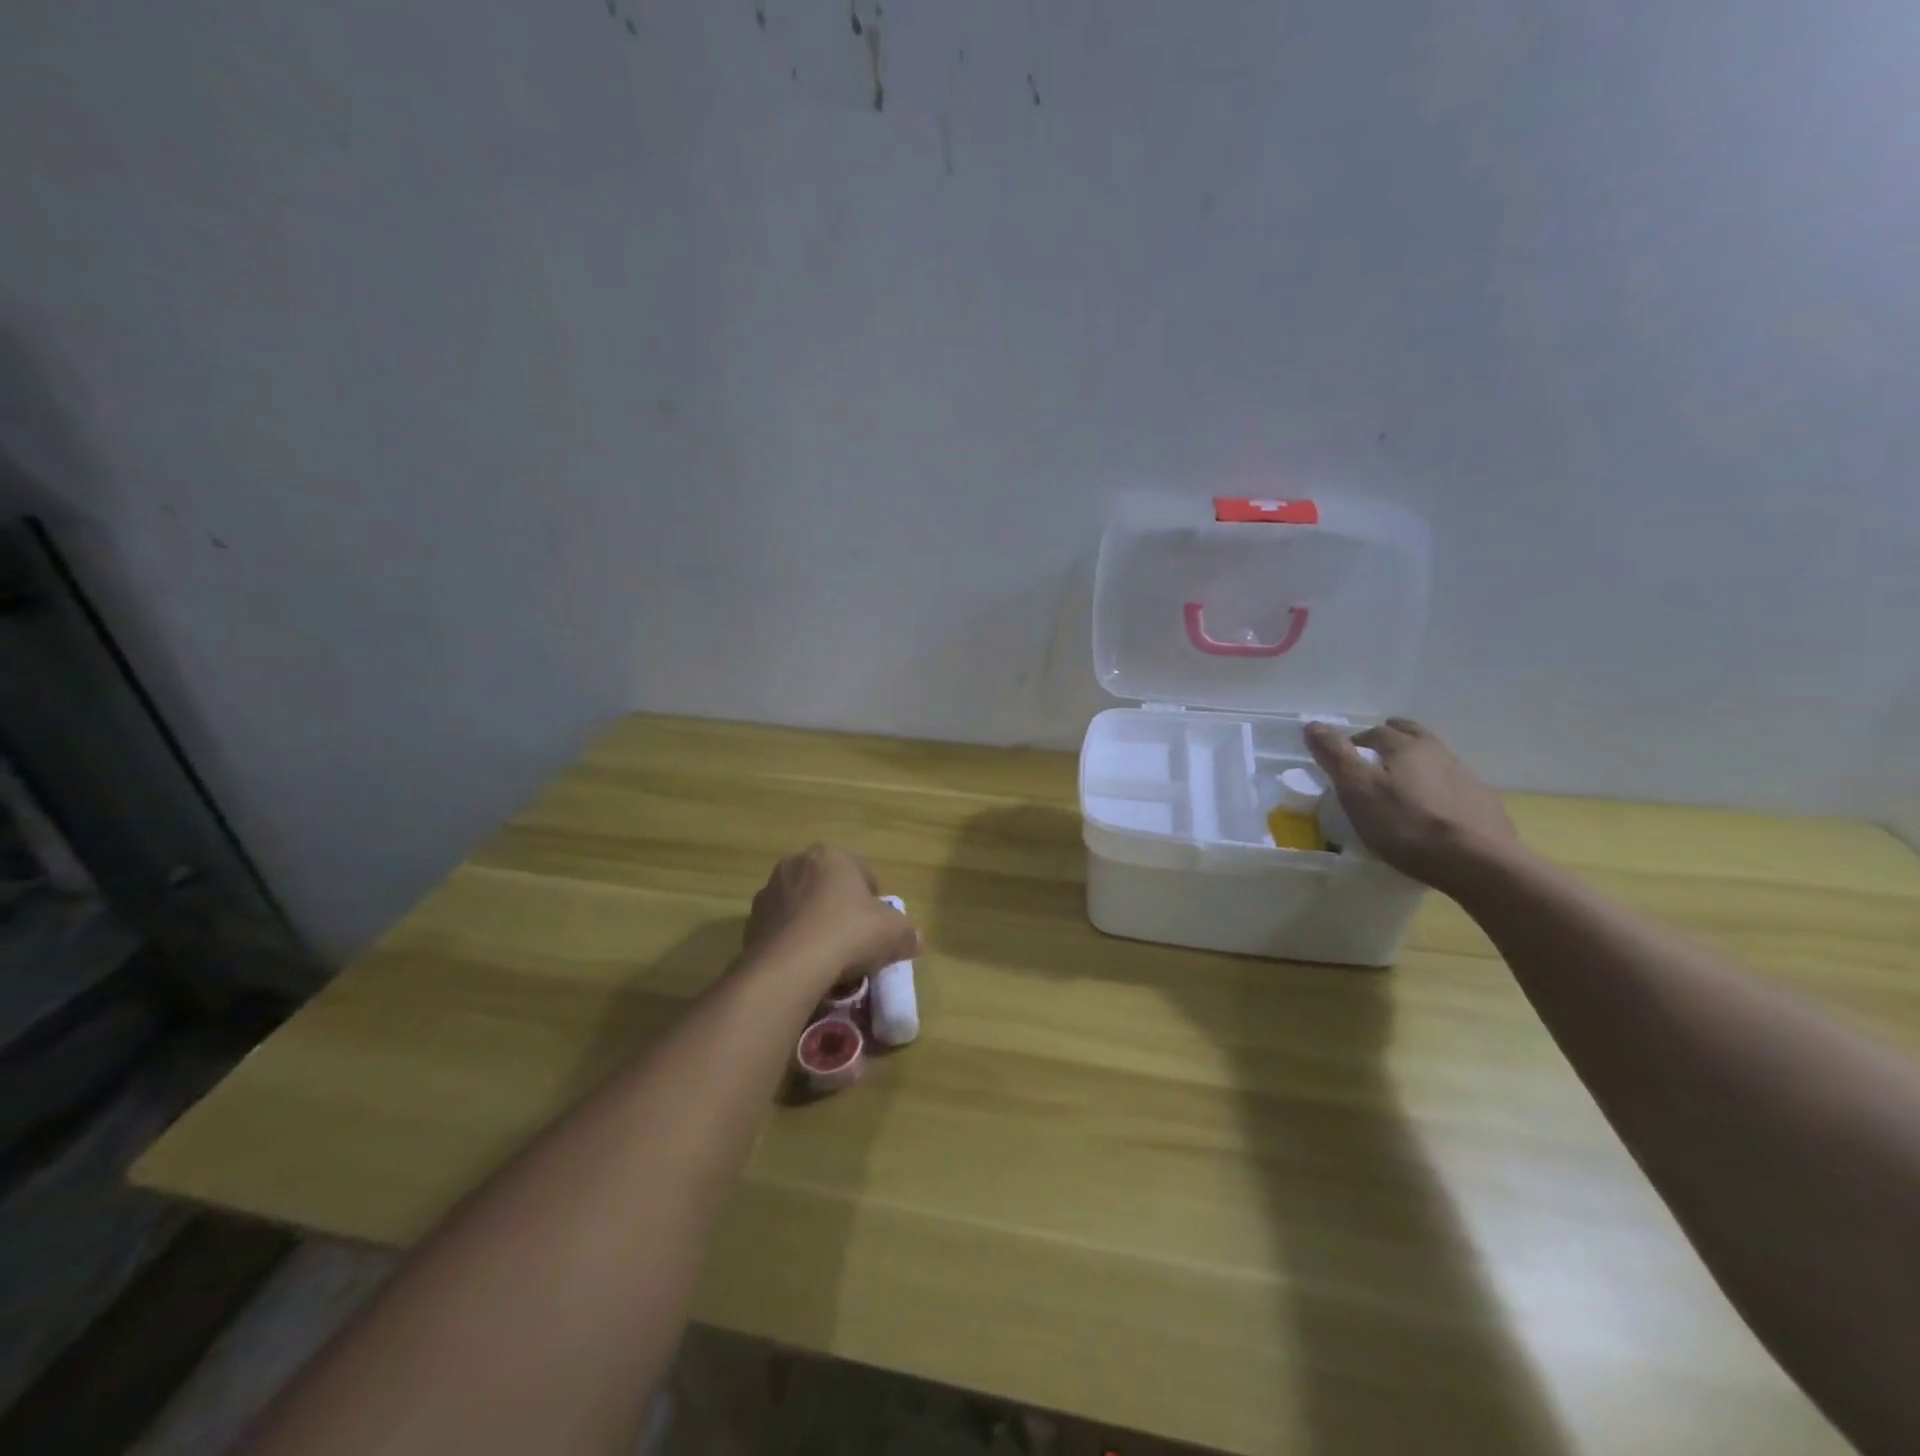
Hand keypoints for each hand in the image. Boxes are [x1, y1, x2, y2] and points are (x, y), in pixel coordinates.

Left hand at [744, 845, 919, 986]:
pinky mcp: (750, 924)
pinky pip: (782, 930)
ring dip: (814, 924)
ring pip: (802, 908)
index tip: (879, 926)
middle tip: (856, 940)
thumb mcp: (894, 932)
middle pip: (828, 887)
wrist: (789, 968)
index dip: (875, 900)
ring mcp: (768, 893)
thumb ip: (907, 932)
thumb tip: (915, 940)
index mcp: (830, 855)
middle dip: (841, 909)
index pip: (862, 871)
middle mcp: (795, 865)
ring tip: (829, 957)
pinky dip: (793, 943)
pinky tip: (805, 966)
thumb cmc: (848, 934)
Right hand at [1304, 719, 1522, 894]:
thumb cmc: (1407, 825)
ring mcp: (1465, 777)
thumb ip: (1335, 755)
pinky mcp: (1482, 804)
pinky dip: (1435, 788)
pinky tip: (1430, 810)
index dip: (1355, 741)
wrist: (1478, 864)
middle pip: (1410, 735)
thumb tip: (1312, 724)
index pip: (1375, 732)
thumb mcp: (1358, 790)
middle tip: (1373, 755)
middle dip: (1390, 739)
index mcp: (1406, 746)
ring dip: (1415, 763)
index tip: (1343, 758)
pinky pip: (1451, 786)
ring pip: (1433, 759)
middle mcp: (1438, 753)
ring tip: (1400, 784)